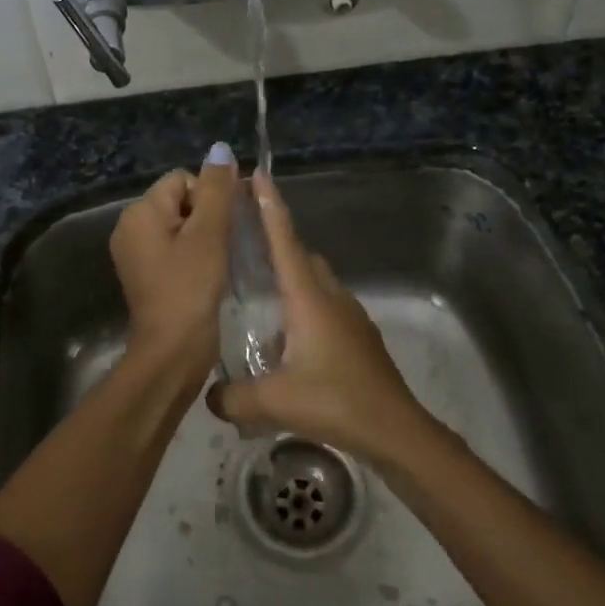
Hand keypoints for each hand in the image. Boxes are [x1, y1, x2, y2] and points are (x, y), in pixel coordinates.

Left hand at [109, 144, 235, 388]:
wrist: (172, 351)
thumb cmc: (191, 287)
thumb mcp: (209, 234)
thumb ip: (217, 189)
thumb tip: (220, 149)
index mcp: (139, 212)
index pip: (182, 180)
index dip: (209, 197)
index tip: (222, 228)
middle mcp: (130, 228)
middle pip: (180, 201)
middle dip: (206, 217)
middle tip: (221, 248)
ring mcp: (136, 254)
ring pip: (180, 226)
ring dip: (204, 238)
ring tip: (217, 263)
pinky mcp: (146, 276)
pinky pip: (174, 249)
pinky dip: (193, 256)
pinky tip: (207, 275)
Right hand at [208, 171, 432, 464]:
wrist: (395, 429)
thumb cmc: (335, 402)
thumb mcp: (274, 402)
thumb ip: (232, 397)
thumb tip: (209, 395)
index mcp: (309, 299)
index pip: (285, 242)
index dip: (270, 208)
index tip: (258, 176)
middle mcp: (330, 297)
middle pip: (301, 257)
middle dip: (277, 242)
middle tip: (246, 241)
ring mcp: (349, 316)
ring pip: (315, 283)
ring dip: (291, 281)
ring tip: (260, 298)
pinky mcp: (358, 337)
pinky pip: (325, 308)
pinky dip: (303, 309)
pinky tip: (287, 344)